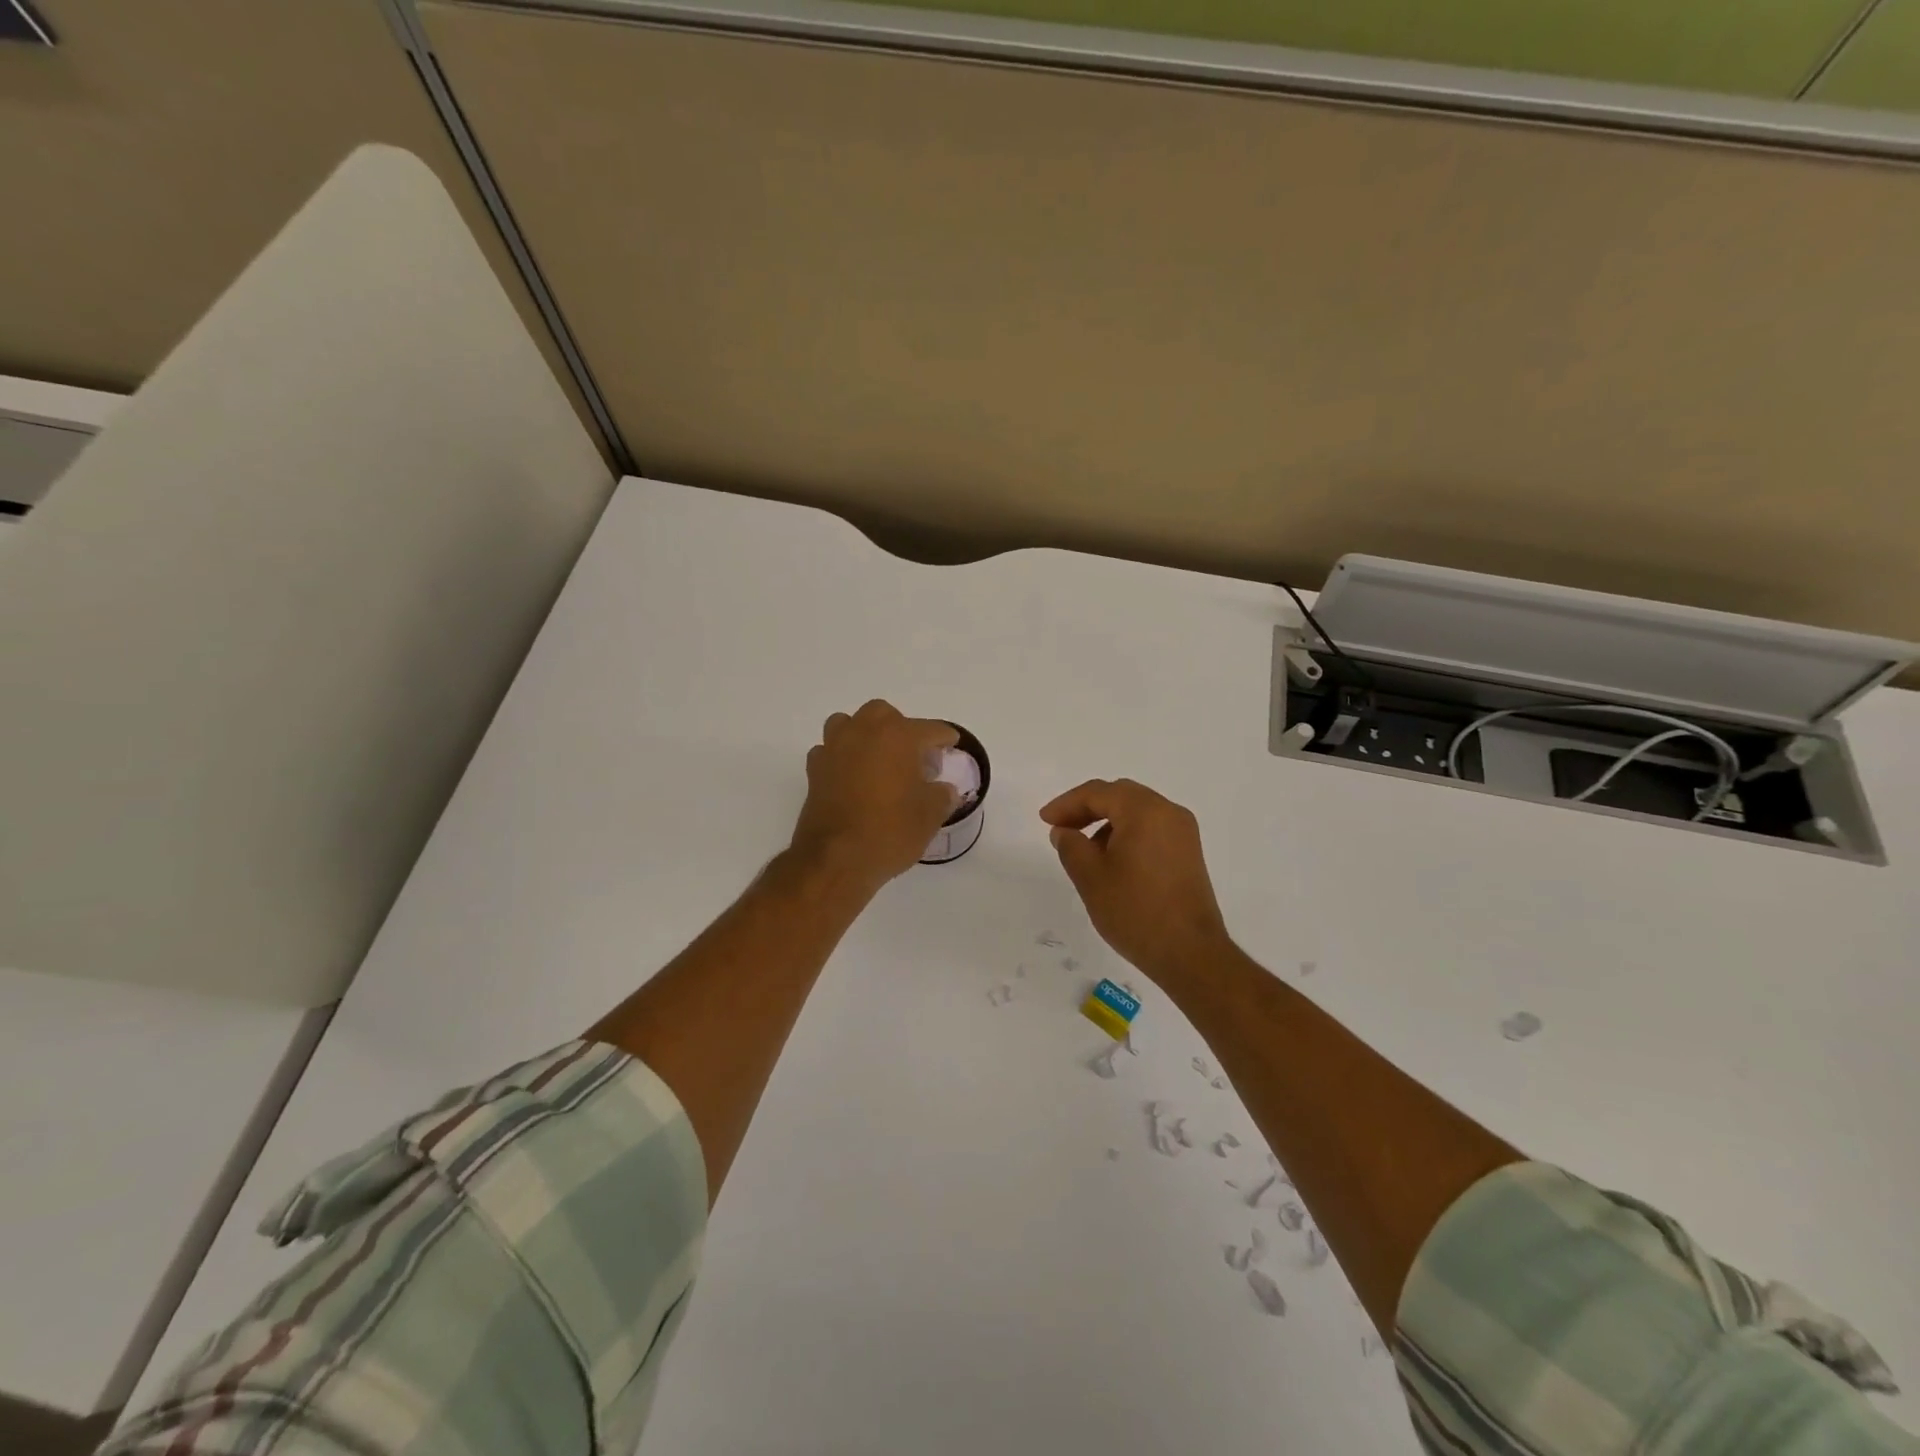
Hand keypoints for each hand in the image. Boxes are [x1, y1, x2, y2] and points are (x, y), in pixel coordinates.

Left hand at [790, 701, 959, 889]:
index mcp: (898, 736)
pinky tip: (851, 776)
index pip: (930, 729)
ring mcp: (834, 748)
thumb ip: (942, 795)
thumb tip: (944, 790)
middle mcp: (864, 732)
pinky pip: (830, 750)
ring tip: (878, 759)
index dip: (945, 738)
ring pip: (849, 724)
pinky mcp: (814, 769)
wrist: (835, 860)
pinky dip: (842, 757)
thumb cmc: (889, 831)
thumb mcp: (930, 816)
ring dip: (865, 735)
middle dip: (901, 729)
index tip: (952, 745)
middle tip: (913, 756)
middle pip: (885, 715)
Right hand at [1039, 779, 1232, 981]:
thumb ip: (1071, 846)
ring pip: (1137, 812)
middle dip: (1087, 808)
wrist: (1190, 953)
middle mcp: (1169, 812)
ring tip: (1084, 850)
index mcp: (1145, 811)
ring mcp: (1183, 833)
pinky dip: (1127, 834)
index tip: (1045, 820)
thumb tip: (1065, 831)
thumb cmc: (1135, 911)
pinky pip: (1151, 829)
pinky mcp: (1188, 853)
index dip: (1067, 804)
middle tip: (1061, 828)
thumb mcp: (1090, 877)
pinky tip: (1111, 861)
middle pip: (1120, 796)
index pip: (1098, 793)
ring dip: (1107, 822)